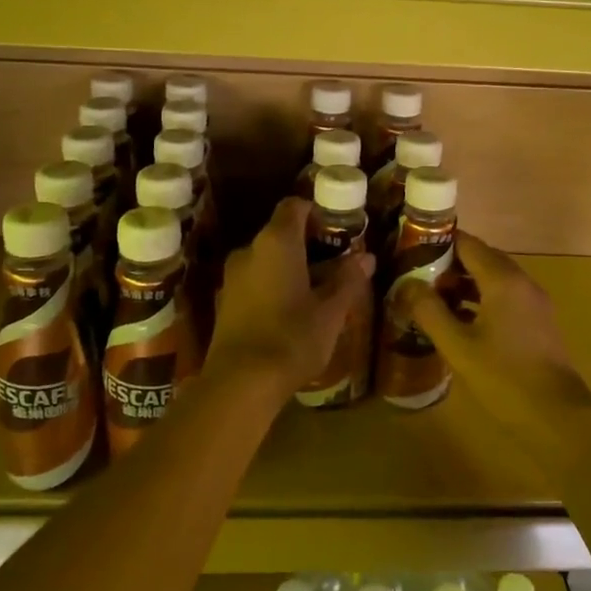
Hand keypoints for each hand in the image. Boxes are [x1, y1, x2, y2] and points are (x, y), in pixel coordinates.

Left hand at [204, 198, 374, 400]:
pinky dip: (273, 287)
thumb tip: (366, 258)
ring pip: (266, 260)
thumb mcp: (331, 312)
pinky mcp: (224, 303)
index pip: (294, 206)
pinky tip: (291, 314)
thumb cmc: (292, 338)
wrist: (239, 384)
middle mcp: (249, 250)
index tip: (338, 229)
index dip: (316, 212)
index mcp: (276, 242)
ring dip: (291, 268)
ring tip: (317, 293)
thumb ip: (348, 280)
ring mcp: (232, 277)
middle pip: (280, 234)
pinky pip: (254, 282)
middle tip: (336, 265)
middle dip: (308, 245)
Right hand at [393, 231, 590, 465]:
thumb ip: (429, 311)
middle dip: (448, 265)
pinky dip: (480, 300)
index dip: (438, 243)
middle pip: (481, 258)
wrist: (558, 417)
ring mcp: (533, 302)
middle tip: (415, 276)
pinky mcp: (537, 322)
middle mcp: (521, 282)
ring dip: (463, 284)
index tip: (410, 251)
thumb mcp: (457, 346)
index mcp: (502, 280)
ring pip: (493, 279)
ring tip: (431, 299)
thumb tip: (406, 285)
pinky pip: (504, 297)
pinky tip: (459, 321)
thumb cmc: (504, 378)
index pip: (467, 244)